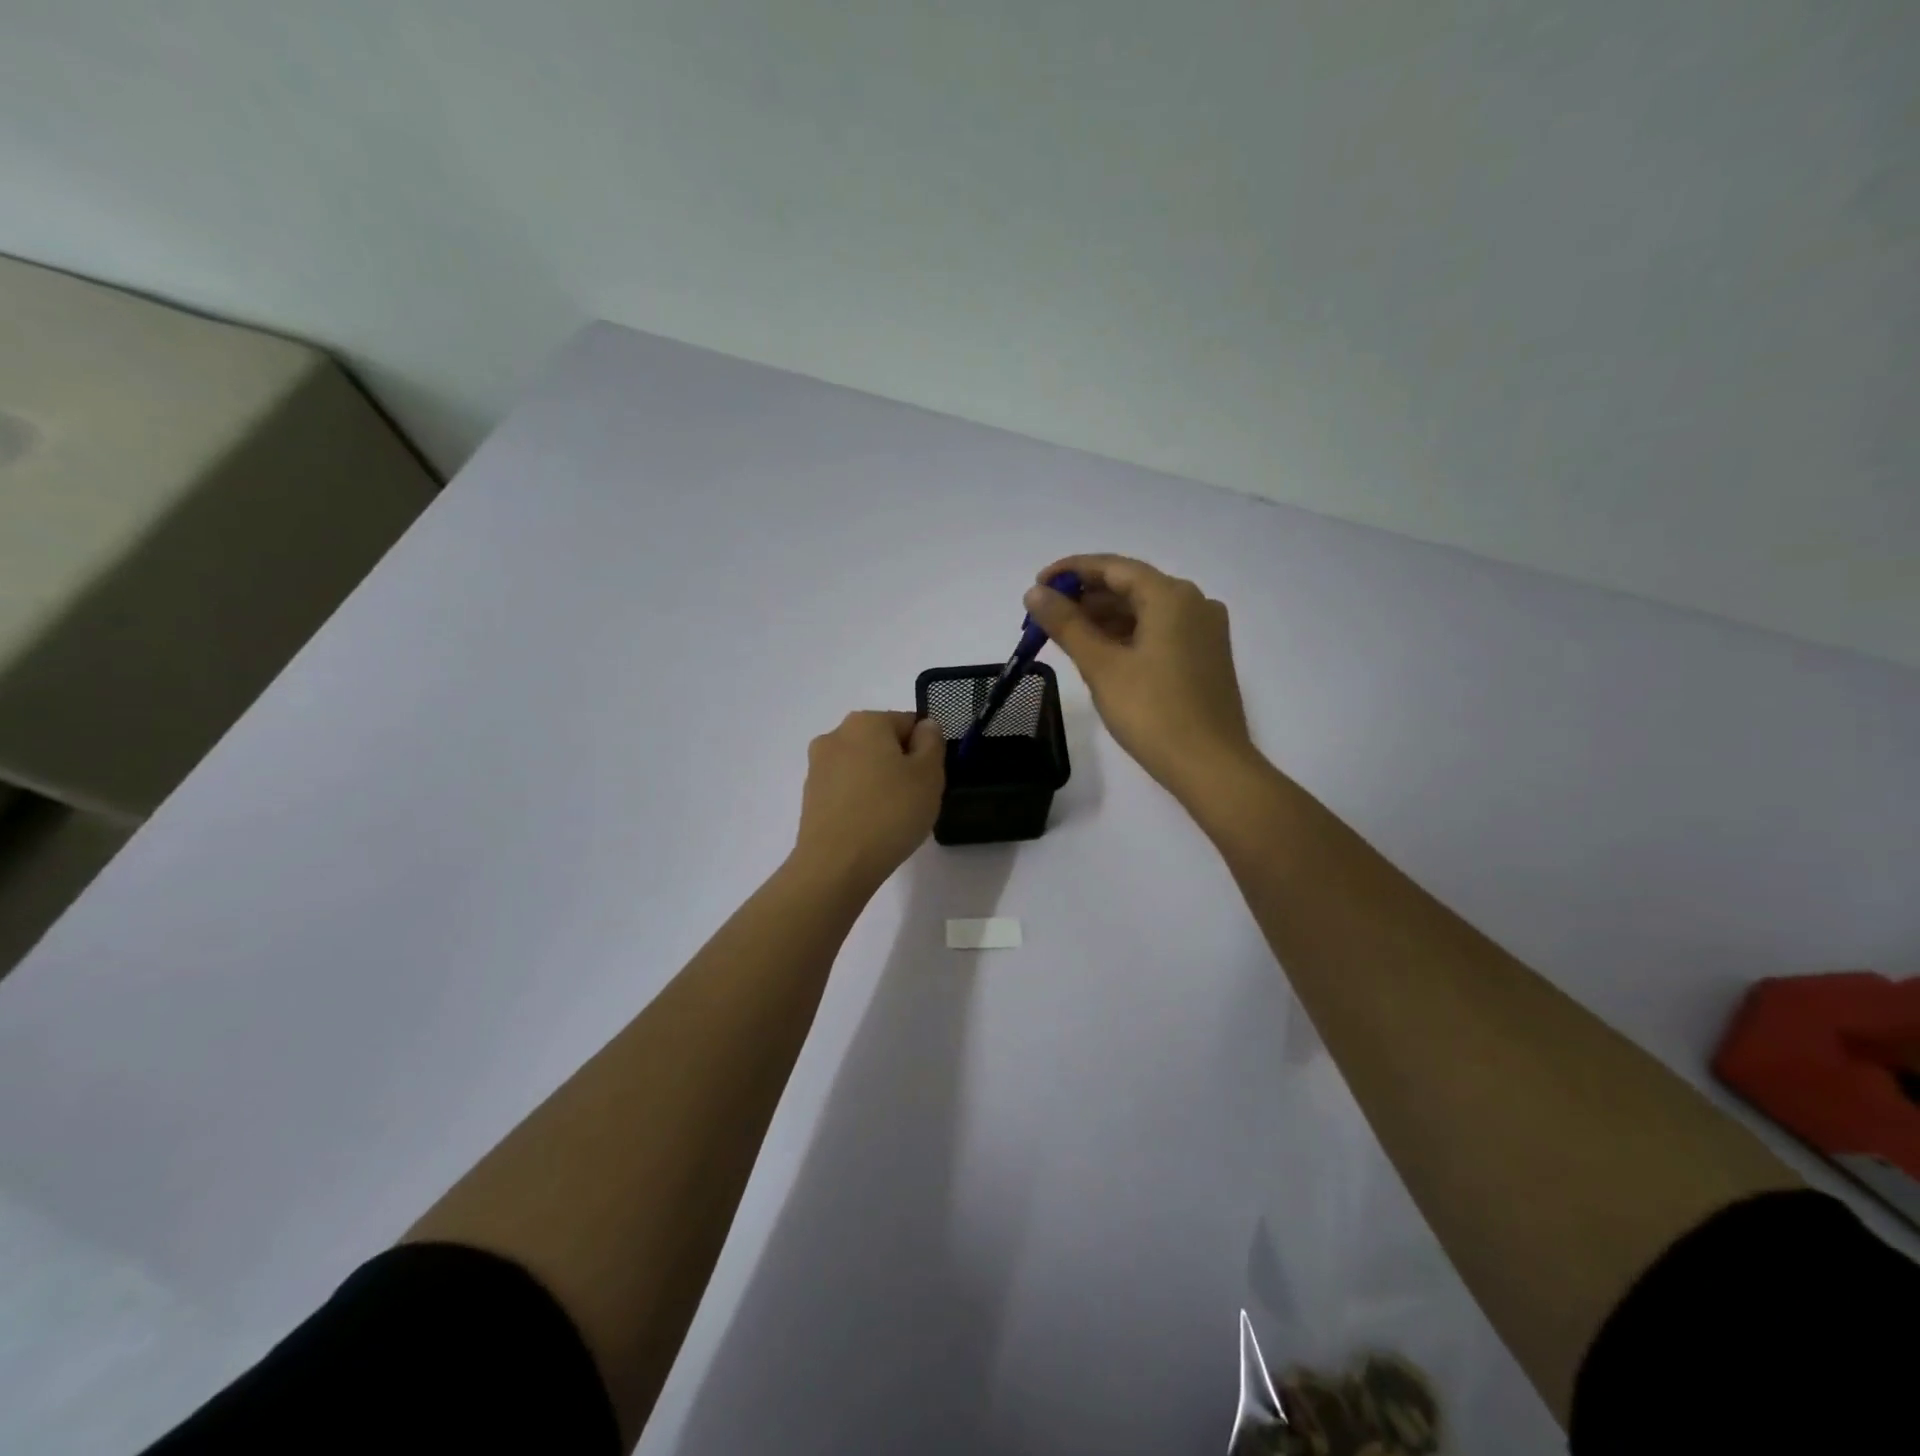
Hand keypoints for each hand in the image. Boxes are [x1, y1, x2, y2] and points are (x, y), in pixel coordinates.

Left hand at [792, 711, 945, 889]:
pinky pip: (846, 789)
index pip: (908, 723)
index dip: (926, 750)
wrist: (836, 866)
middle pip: (882, 743)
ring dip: (880, 783)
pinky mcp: (810, 796)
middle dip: (901, 765)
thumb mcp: (928, 775)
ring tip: (891, 818)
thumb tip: (925, 726)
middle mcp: (836, 735)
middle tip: (915, 799)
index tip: (929, 780)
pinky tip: (870, 827)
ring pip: (863, 767)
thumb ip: (932, 742)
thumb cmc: (890, 813)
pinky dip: (861, 801)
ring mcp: (817, 766)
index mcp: (865, 721)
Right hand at [1023, 555, 1257, 801]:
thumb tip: (1034, 593)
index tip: (1037, 585)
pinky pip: (1159, 632)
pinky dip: (1127, 636)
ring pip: (1144, 611)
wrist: (1210, 766)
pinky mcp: (1205, 657)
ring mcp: (1204, 631)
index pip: (1113, 567)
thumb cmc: (1153, 712)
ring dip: (1104, 619)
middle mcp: (1194, 603)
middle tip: (1045, 618)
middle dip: (1085, 599)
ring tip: (1065, 637)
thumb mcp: (1101, 666)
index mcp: (1172, 596)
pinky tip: (1100, 654)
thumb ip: (1066, 624)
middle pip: (1130, 586)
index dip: (1071, 571)